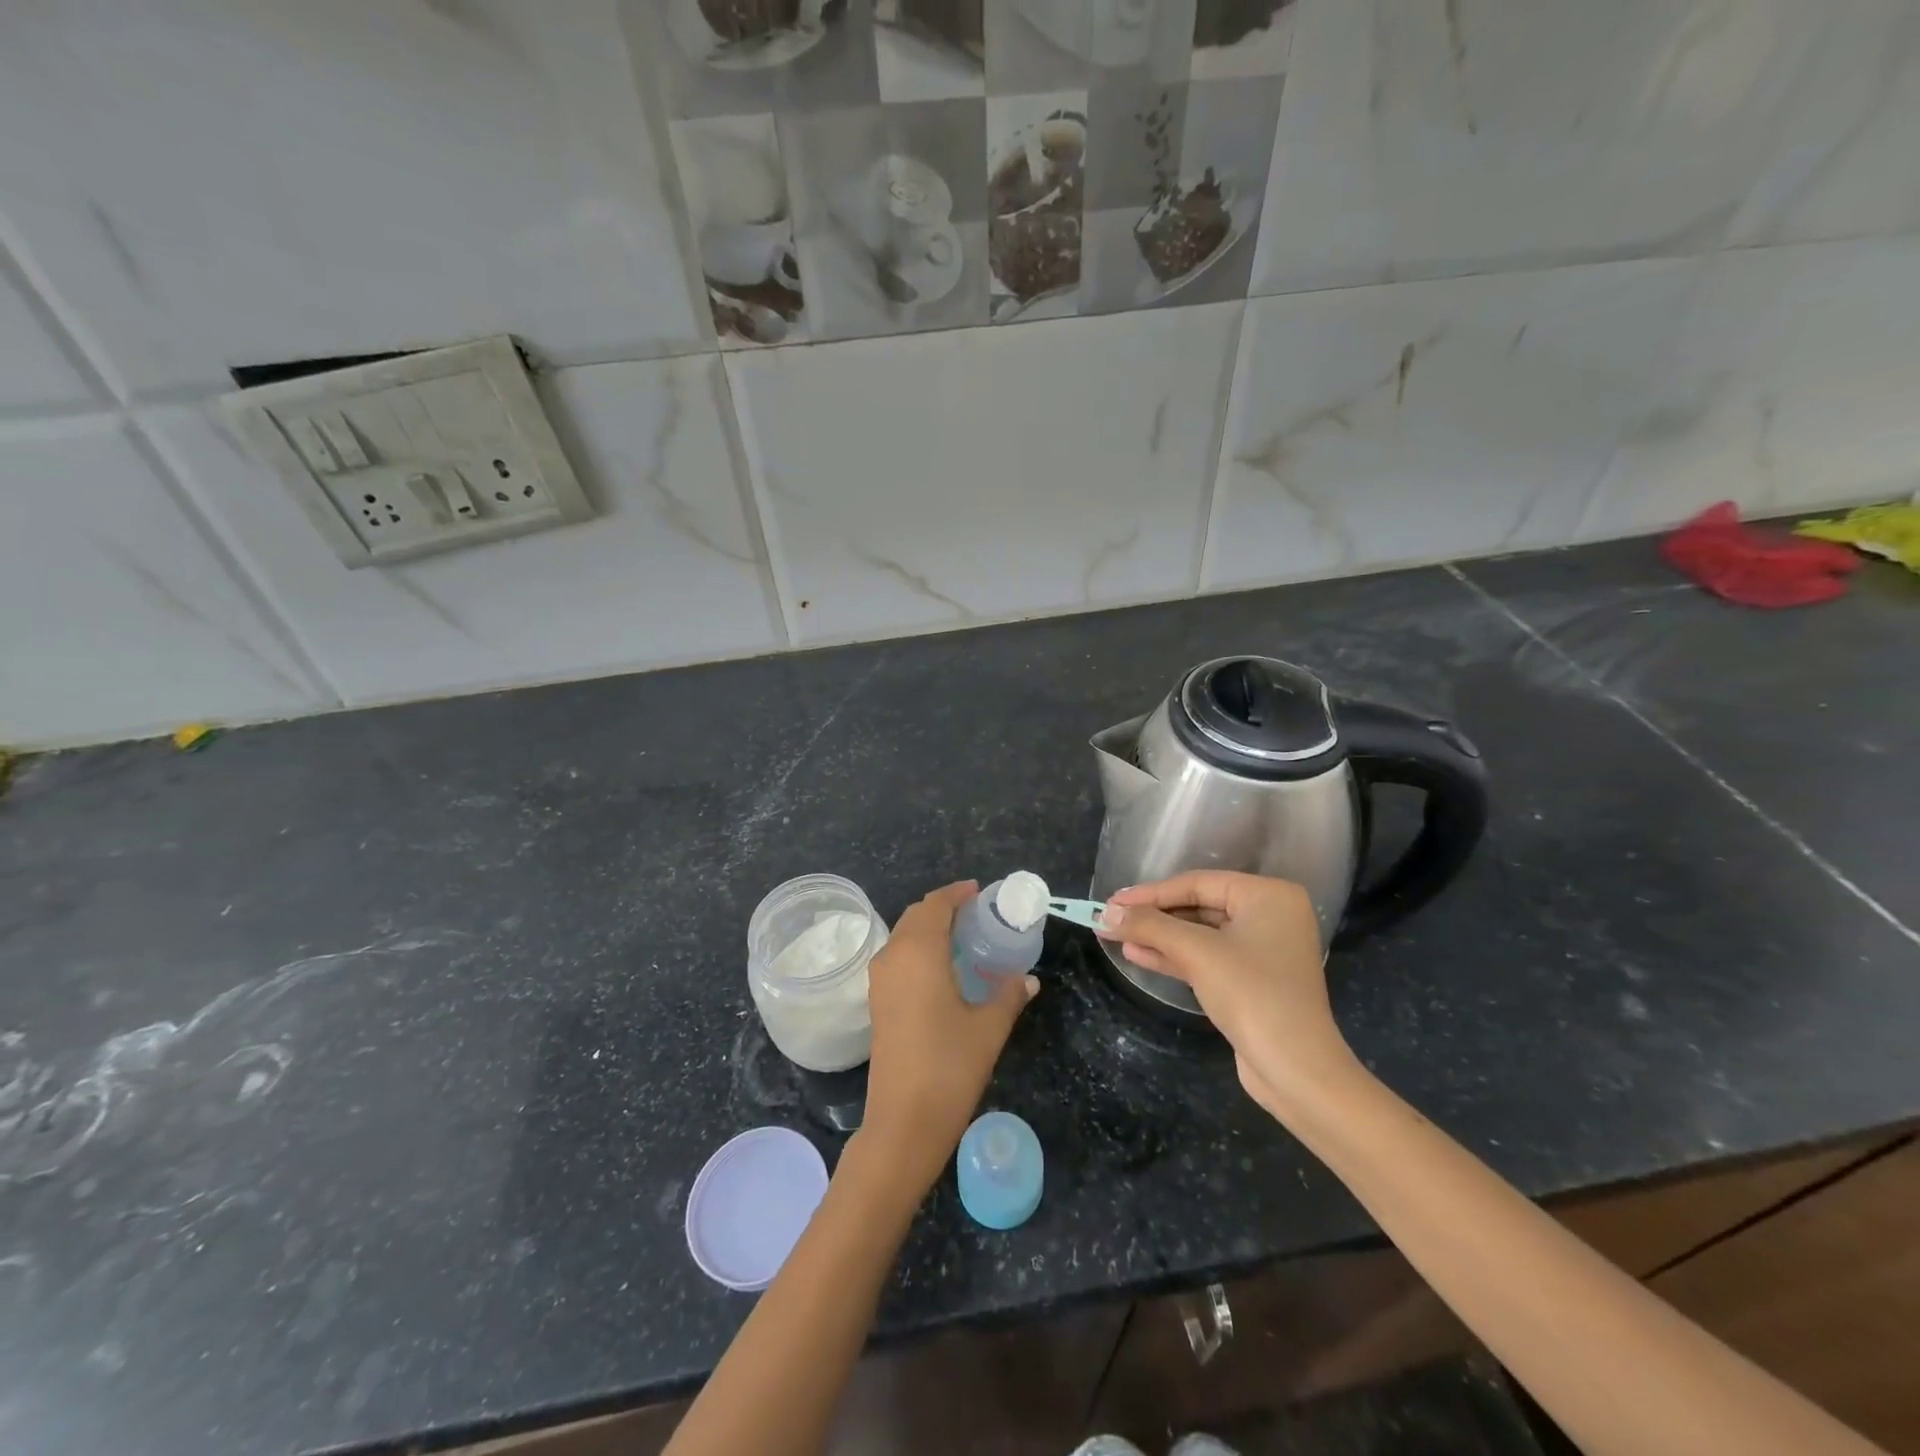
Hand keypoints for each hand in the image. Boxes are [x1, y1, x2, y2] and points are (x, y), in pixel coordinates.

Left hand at [860, 881, 1036, 1189]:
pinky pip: (898, 957)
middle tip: (978, 915)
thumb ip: (1009, 995)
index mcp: (918, 951)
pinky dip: (919, 950)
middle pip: (916, 916)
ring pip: (904, 936)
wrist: (903, 1121)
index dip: (957, 893)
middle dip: (944, 908)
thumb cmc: (949, 1066)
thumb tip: (1027, 979)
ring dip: (930, 929)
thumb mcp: (989, 1028)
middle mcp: (893, 956)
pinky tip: (944, 970)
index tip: (980, 892)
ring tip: (965, 939)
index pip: (935, 905)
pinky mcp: (877, 1001)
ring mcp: (879, 980)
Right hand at [1099, 872, 1357, 1117]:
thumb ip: (1149, 927)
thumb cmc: (1252, 994)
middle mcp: (1270, 915)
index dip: (1150, 893)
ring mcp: (1262, 949)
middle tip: (1111, 920)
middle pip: (1198, 905)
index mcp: (1267, 895)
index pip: (1197, 883)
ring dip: (1158, 937)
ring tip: (1116, 937)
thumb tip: (1105, 914)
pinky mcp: (1252, 980)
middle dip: (1153, 916)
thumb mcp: (1196, 953)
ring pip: (1199, 933)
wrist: (1296, 1070)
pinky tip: (1137, 955)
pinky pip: (1207, 957)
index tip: (1111, 902)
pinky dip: (1174, 956)